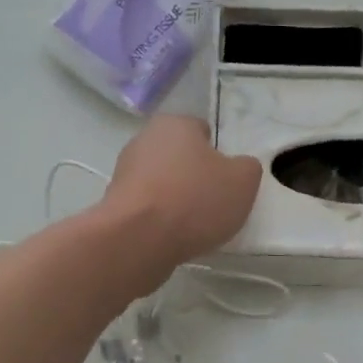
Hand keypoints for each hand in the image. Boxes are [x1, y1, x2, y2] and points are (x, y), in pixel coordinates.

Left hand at [104, 115, 262, 276]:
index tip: (227, 181)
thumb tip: (239, 167)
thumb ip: (247, 168)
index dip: (219, 155)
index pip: (203, 131)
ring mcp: (124, 171)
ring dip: (175, 199)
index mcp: (175, 124)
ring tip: (192, 226)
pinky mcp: (114, 203)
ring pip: (161, 183)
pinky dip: (159, 219)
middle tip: (213, 204)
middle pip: (180, 157)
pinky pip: (146, 207)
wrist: (138, 239)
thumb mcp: (243, 182)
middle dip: (195, 176)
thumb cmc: (195, 200)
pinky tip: (170, 236)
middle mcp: (144, 140)